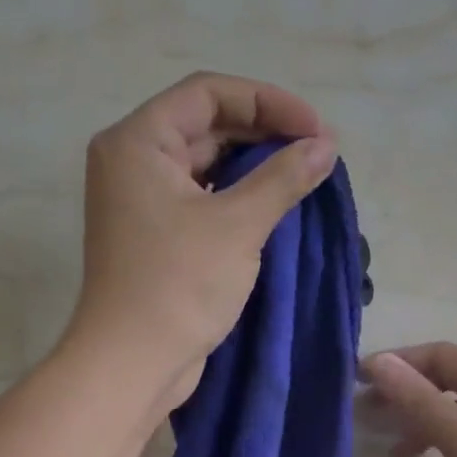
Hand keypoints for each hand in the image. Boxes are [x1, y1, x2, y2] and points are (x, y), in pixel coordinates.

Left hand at [67, 72, 337, 409]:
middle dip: (263, 134)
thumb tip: (324, 146)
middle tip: (317, 153)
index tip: (315, 129)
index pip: (208, 94)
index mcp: (137, 141)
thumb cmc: (179, 285)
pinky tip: (274, 208)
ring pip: (205, 165)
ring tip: (303, 177)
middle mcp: (132, 162)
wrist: (134, 362)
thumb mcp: (238, 225)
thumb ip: (283, 178)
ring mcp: (140, 202)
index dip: (267, 102)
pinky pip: (200, 199)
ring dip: (253, 167)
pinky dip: (236, 198)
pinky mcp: (154, 237)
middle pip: (205, 125)